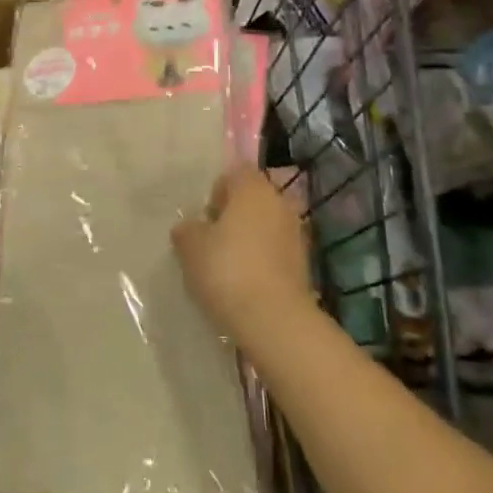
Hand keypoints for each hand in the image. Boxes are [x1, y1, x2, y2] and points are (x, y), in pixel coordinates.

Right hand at [172, 165, 314, 341]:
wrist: (273, 319)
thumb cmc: (227, 269)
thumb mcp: (191, 247)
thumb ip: (188, 230)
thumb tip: (190, 228)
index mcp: (253, 188)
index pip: (235, 173)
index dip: (218, 191)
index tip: (205, 217)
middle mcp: (280, 202)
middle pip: (253, 200)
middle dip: (235, 216)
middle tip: (213, 241)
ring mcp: (297, 234)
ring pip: (267, 226)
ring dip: (251, 239)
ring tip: (229, 266)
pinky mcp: (305, 264)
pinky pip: (277, 252)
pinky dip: (264, 261)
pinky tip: (246, 284)